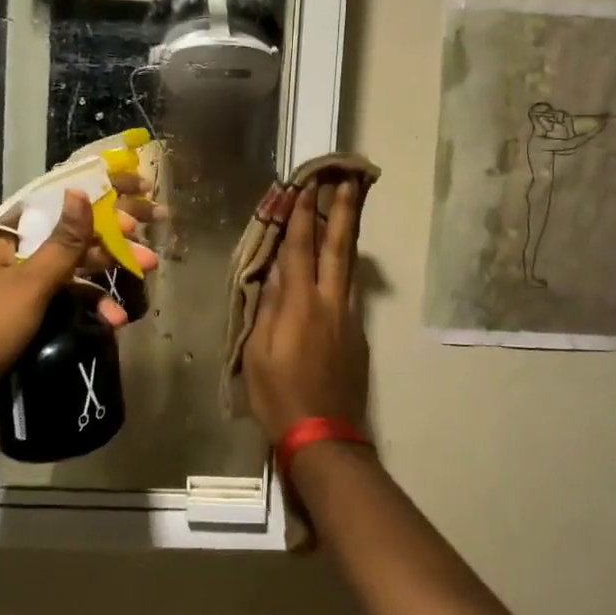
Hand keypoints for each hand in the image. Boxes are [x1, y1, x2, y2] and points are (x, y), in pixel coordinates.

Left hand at [0, 185, 159, 434]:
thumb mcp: (28, 284)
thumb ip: (62, 242)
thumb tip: (81, 192)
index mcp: (2, 234)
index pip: (58, 199)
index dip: (100, 192)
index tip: (139, 189)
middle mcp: (8, 252)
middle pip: (69, 235)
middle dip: (112, 239)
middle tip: (153, 235)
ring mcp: (14, 285)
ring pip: (69, 269)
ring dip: (106, 275)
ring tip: (146, 275)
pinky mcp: (19, 315)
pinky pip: (60, 299)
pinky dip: (86, 306)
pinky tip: (113, 319)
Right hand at [242, 176, 370, 442]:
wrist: (323, 434)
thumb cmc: (279, 395)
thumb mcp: (258, 352)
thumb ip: (268, 308)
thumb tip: (276, 276)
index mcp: (301, 304)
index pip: (300, 248)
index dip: (301, 215)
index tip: (305, 186)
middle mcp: (330, 302)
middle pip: (338, 247)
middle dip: (341, 210)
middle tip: (348, 180)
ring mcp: (348, 316)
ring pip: (350, 265)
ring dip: (348, 232)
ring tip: (350, 207)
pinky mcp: (357, 333)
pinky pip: (350, 288)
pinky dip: (345, 265)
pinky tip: (340, 260)